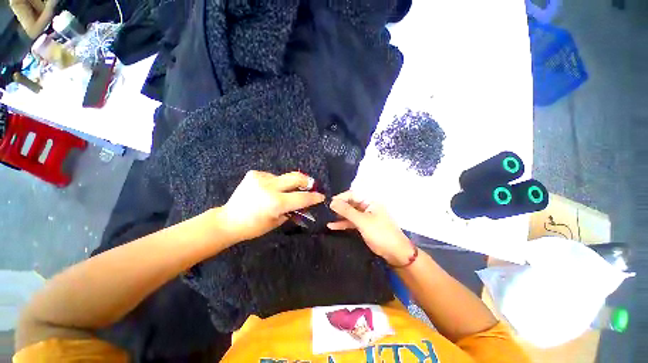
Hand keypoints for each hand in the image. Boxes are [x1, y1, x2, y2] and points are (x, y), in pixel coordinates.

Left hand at [221, 170, 324, 241]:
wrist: (229, 220)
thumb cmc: (254, 226)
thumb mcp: (277, 221)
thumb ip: (292, 210)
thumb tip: (304, 203)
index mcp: (275, 203)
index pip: (302, 197)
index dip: (314, 197)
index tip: (321, 196)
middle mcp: (269, 187)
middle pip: (296, 177)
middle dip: (307, 181)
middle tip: (311, 185)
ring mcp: (260, 178)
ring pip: (284, 177)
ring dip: (288, 184)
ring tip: (283, 192)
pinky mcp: (254, 174)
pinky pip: (273, 176)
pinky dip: (275, 183)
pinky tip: (268, 190)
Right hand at [328, 191, 414, 265]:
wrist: (395, 253)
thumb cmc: (380, 233)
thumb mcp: (362, 221)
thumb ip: (347, 211)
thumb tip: (332, 202)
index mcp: (370, 201)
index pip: (352, 194)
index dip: (340, 197)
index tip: (329, 203)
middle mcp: (367, 206)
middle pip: (350, 203)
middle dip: (338, 207)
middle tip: (325, 211)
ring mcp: (365, 217)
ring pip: (350, 213)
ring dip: (339, 216)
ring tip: (326, 218)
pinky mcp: (363, 226)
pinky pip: (351, 222)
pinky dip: (343, 224)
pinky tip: (332, 226)